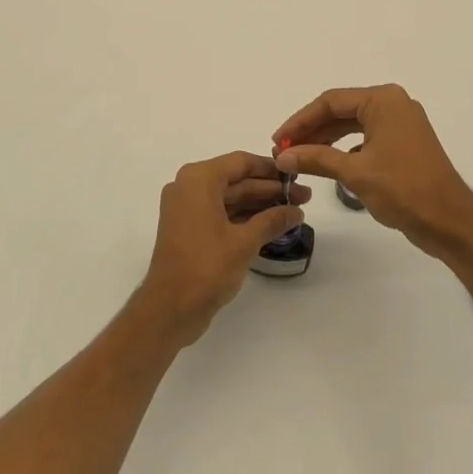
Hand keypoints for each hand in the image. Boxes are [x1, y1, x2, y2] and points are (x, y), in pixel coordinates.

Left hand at [136, 152, 310, 343]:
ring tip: (294, 211)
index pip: (241, 162)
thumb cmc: (206, 268)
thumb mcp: (244, 242)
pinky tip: (273, 225)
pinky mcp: (190, 229)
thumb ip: (272, 221)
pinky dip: (246, 218)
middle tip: (304, 197)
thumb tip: (297, 211)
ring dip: (260, 205)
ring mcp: (189, 209)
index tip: (297, 174)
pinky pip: (222, 213)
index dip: (271, 168)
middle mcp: (190, 187)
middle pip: (237, 180)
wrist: (169, 310)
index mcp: (198, 179)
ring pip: (231, 198)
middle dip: (270, 189)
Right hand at [274, 85, 472, 260]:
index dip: (300, 121)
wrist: (451, 222)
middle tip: (284, 151)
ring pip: (352, 125)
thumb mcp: (355, 173)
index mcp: (383, 100)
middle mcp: (393, 104)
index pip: (330, 101)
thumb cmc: (404, 189)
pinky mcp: (404, 143)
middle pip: (341, 111)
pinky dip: (344, 149)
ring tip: (299, 158)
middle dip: (311, 130)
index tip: (278, 140)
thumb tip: (282, 156)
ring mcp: (401, 124)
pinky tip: (328, 164)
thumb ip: (316, 158)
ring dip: (325, 140)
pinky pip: (366, 138)